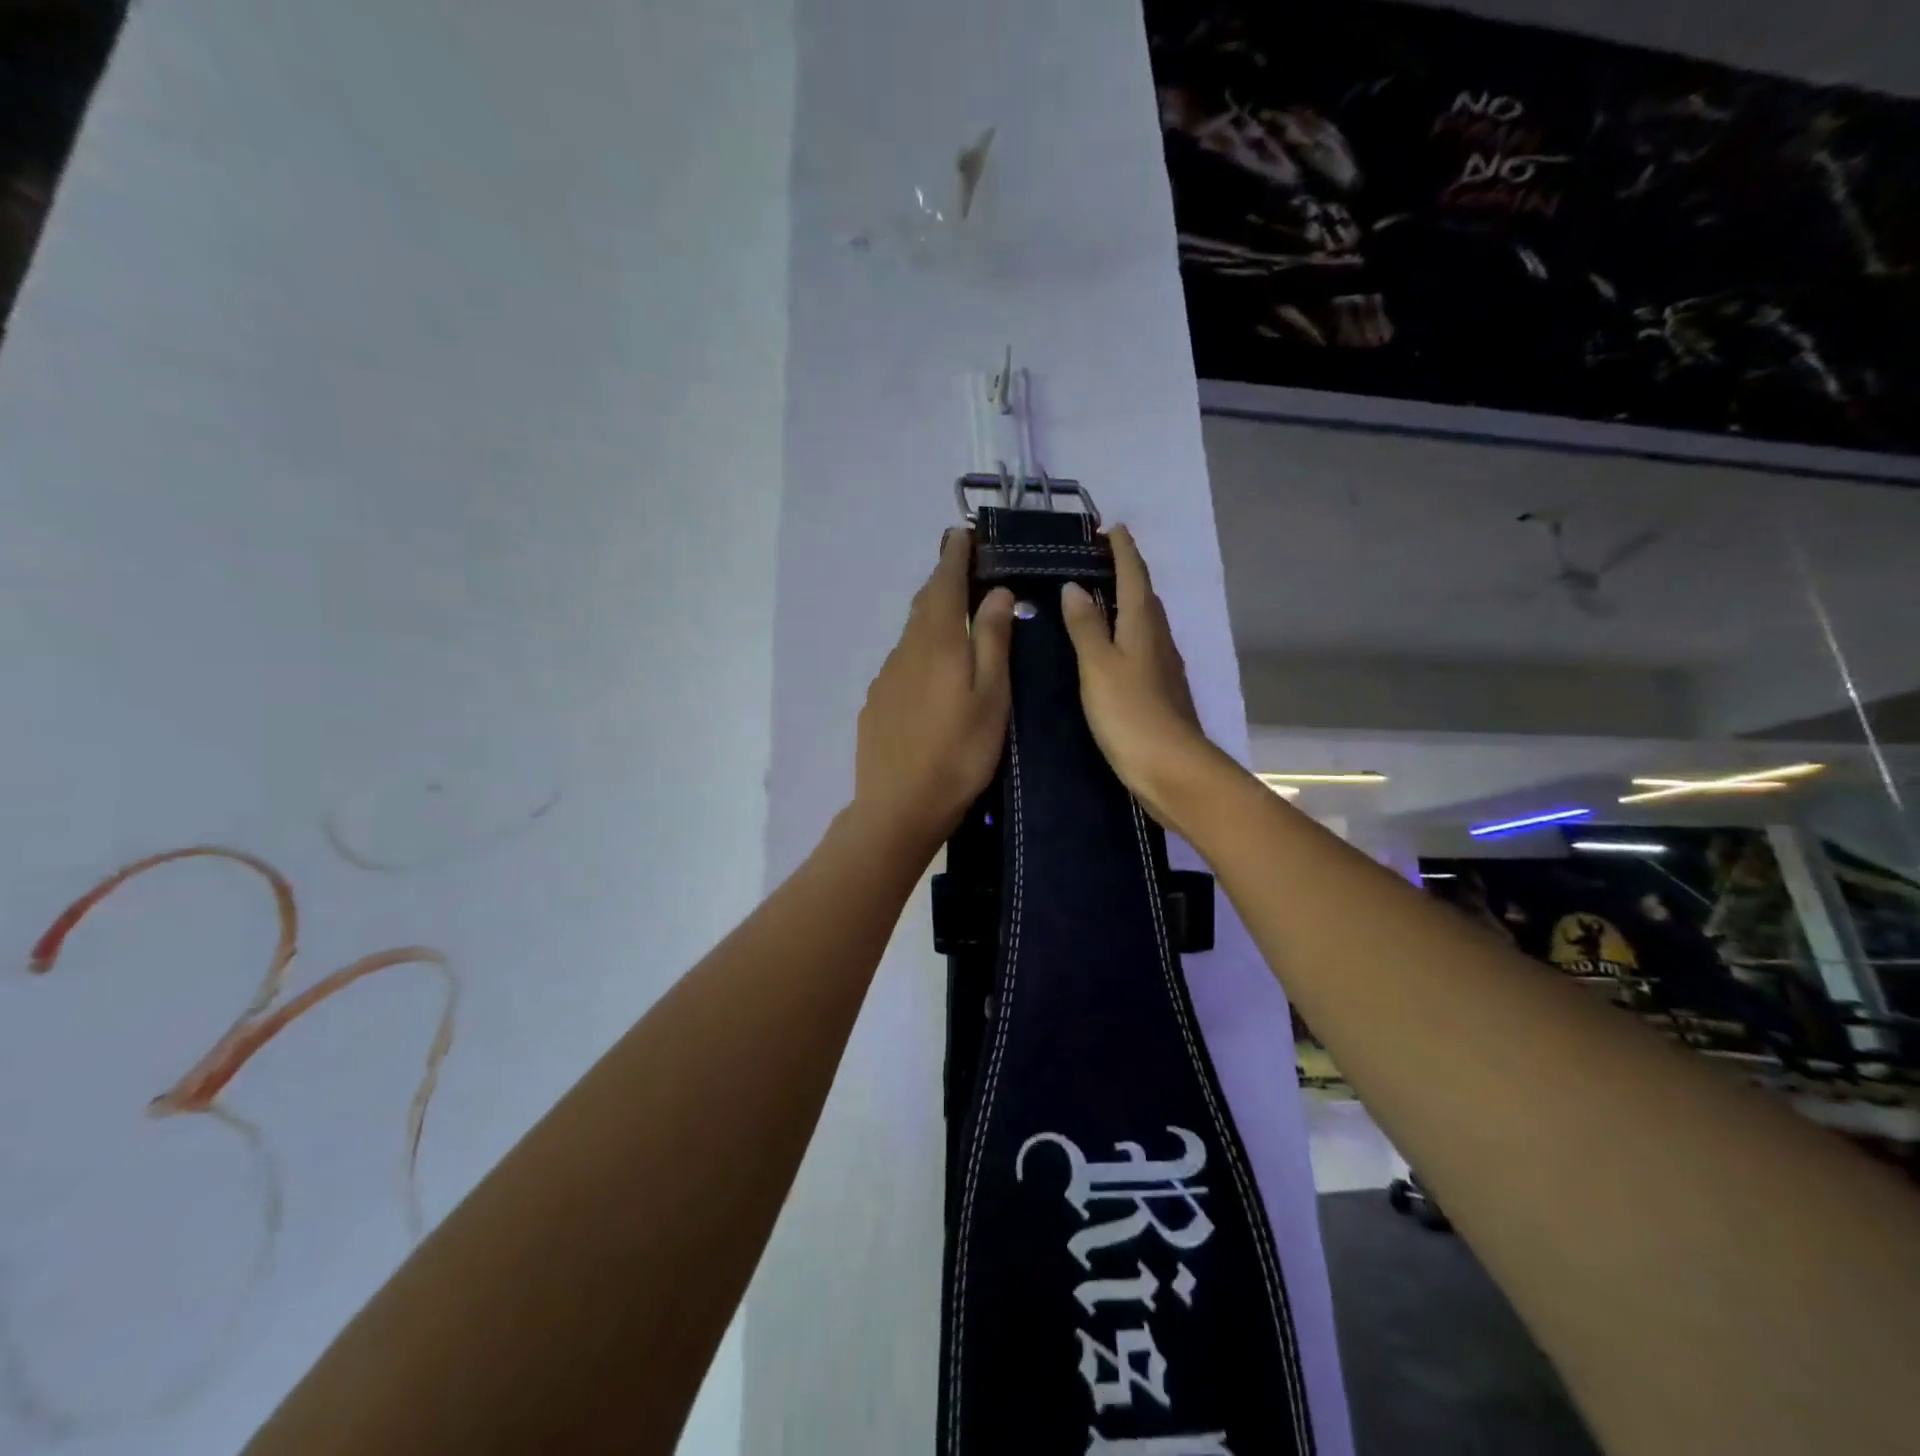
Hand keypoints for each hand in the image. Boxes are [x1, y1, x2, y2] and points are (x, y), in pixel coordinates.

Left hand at [852, 528, 1015, 857]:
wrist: (898, 807)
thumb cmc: (958, 753)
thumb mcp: (991, 696)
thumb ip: (991, 641)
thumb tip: (995, 592)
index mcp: (936, 642)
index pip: (943, 583)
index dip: (954, 556)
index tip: (963, 533)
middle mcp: (905, 651)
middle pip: (923, 605)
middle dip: (942, 581)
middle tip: (963, 567)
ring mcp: (885, 678)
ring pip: (911, 635)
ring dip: (931, 617)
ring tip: (953, 616)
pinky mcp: (876, 704)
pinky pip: (902, 663)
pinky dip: (920, 652)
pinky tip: (931, 672)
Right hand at [1059, 526, 1222, 830]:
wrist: (1171, 768)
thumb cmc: (1130, 713)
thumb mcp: (1098, 666)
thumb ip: (1086, 626)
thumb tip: (1074, 586)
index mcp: (1143, 625)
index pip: (1134, 575)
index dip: (1123, 550)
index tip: (1110, 528)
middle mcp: (1158, 638)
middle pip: (1143, 595)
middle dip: (1124, 572)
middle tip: (1095, 560)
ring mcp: (1163, 666)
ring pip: (1144, 622)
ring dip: (1125, 603)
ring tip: (1096, 597)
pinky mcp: (1160, 691)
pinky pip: (1141, 647)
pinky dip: (1125, 634)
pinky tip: (1109, 647)